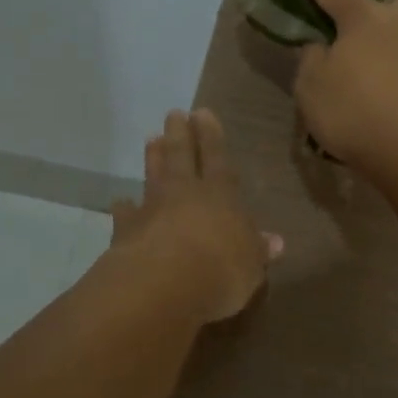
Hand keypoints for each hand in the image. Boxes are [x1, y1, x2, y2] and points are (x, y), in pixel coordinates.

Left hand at [109, 109, 281, 323]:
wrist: (162, 284)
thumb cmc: (219, 272)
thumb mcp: (251, 266)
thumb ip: (258, 250)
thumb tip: (276, 242)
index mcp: (220, 197)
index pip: (217, 160)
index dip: (211, 137)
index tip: (202, 113)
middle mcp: (184, 194)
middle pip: (181, 156)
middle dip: (179, 134)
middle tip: (174, 113)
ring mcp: (152, 209)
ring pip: (153, 176)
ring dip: (153, 158)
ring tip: (151, 139)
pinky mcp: (126, 230)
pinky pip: (125, 213)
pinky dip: (124, 207)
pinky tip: (121, 203)